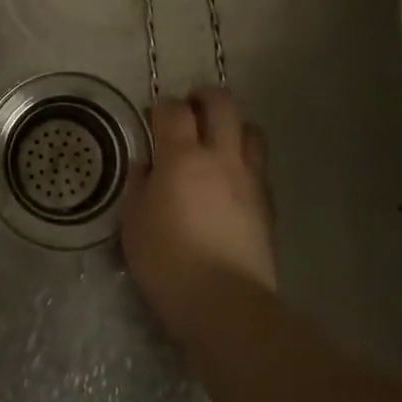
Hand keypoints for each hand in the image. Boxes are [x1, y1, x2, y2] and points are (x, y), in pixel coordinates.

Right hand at [121, 88, 275, 332]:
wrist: (225, 304)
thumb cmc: (168, 262)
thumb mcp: (134, 223)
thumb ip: (139, 186)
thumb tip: (147, 167)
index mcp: (182, 157)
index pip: (174, 110)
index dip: (163, 106)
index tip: (153, 116)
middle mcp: (221, 157)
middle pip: (222, 104)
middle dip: (205, 97)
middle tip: (190, 108)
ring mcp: (250, 179)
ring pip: (251, 130)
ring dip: (233, 126)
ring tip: (218, 141)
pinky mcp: (268, 205)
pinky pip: (259, 167)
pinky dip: (246, 162)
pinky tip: (233, 182)